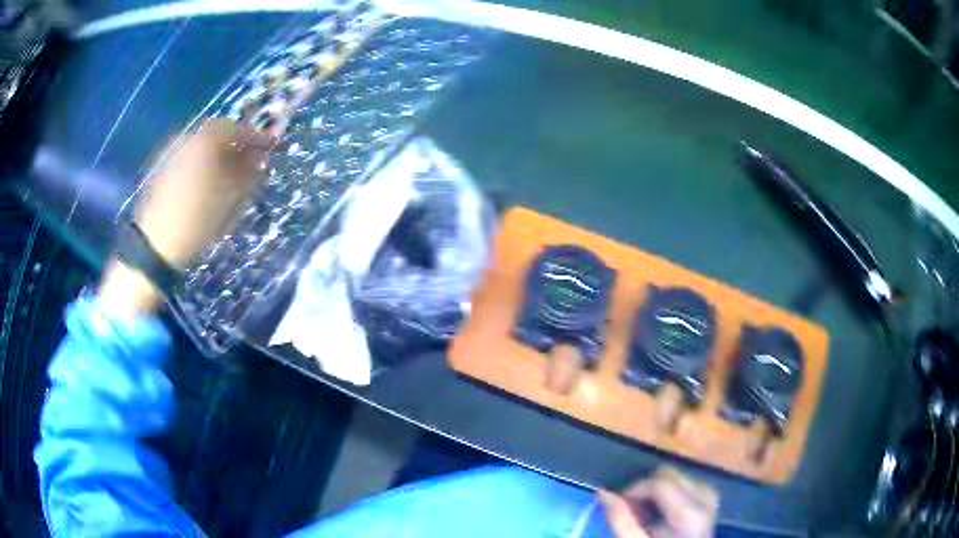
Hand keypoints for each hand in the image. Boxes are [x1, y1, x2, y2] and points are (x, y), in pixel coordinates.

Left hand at [135, 118, 277, 267]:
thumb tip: (261, 159)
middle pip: (219, 135)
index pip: (238, 128)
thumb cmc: (199, 217)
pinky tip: (212, 184)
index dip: (258, 137)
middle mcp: (189, 139)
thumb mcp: (231, 197)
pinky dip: (206, 166)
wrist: (157, 244)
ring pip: (205, 148)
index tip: (274, 146)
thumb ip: (249, 173)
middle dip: (238, 147)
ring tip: (234, 175)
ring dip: (222, 157)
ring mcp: (174, 154)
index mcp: (206, 140)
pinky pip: (192, 159)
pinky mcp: (164, 170)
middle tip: (254, 161)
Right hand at [599, 467, 717, 537]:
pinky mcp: (709, 501)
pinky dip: (669, 493)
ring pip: (679, 476)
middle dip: (646, 487)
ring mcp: (710, 498)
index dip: (634, 489)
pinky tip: (660, 511)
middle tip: (629, 508)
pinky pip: (687, 484)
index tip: (617, 503)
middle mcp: (706, 499)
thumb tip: (602, 492)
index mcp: (690, 512)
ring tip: (643, 511)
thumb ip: (621, 520)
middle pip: (671, 474)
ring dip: (657, 489)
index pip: (660, 482)